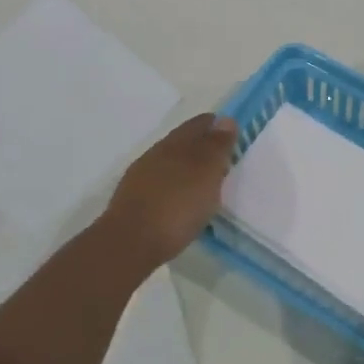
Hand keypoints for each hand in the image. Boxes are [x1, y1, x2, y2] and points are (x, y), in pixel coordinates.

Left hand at [100, 113, 239, 265]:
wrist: (130, 243)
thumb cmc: (176, 205)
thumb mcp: (206, 173)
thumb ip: (216, 146)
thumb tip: (224, 120)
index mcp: (174, 143)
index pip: (199, 124)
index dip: (216, 126)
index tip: (233, 136)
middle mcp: (155, 155)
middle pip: (183, 143)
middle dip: (202, 147)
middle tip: (224, 161)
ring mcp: (141, 178)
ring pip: (171, 164)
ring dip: (188, 169)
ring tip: (207, 185)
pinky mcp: (134, 202)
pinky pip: (162, 185)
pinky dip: (176, 188)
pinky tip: (183, 203)